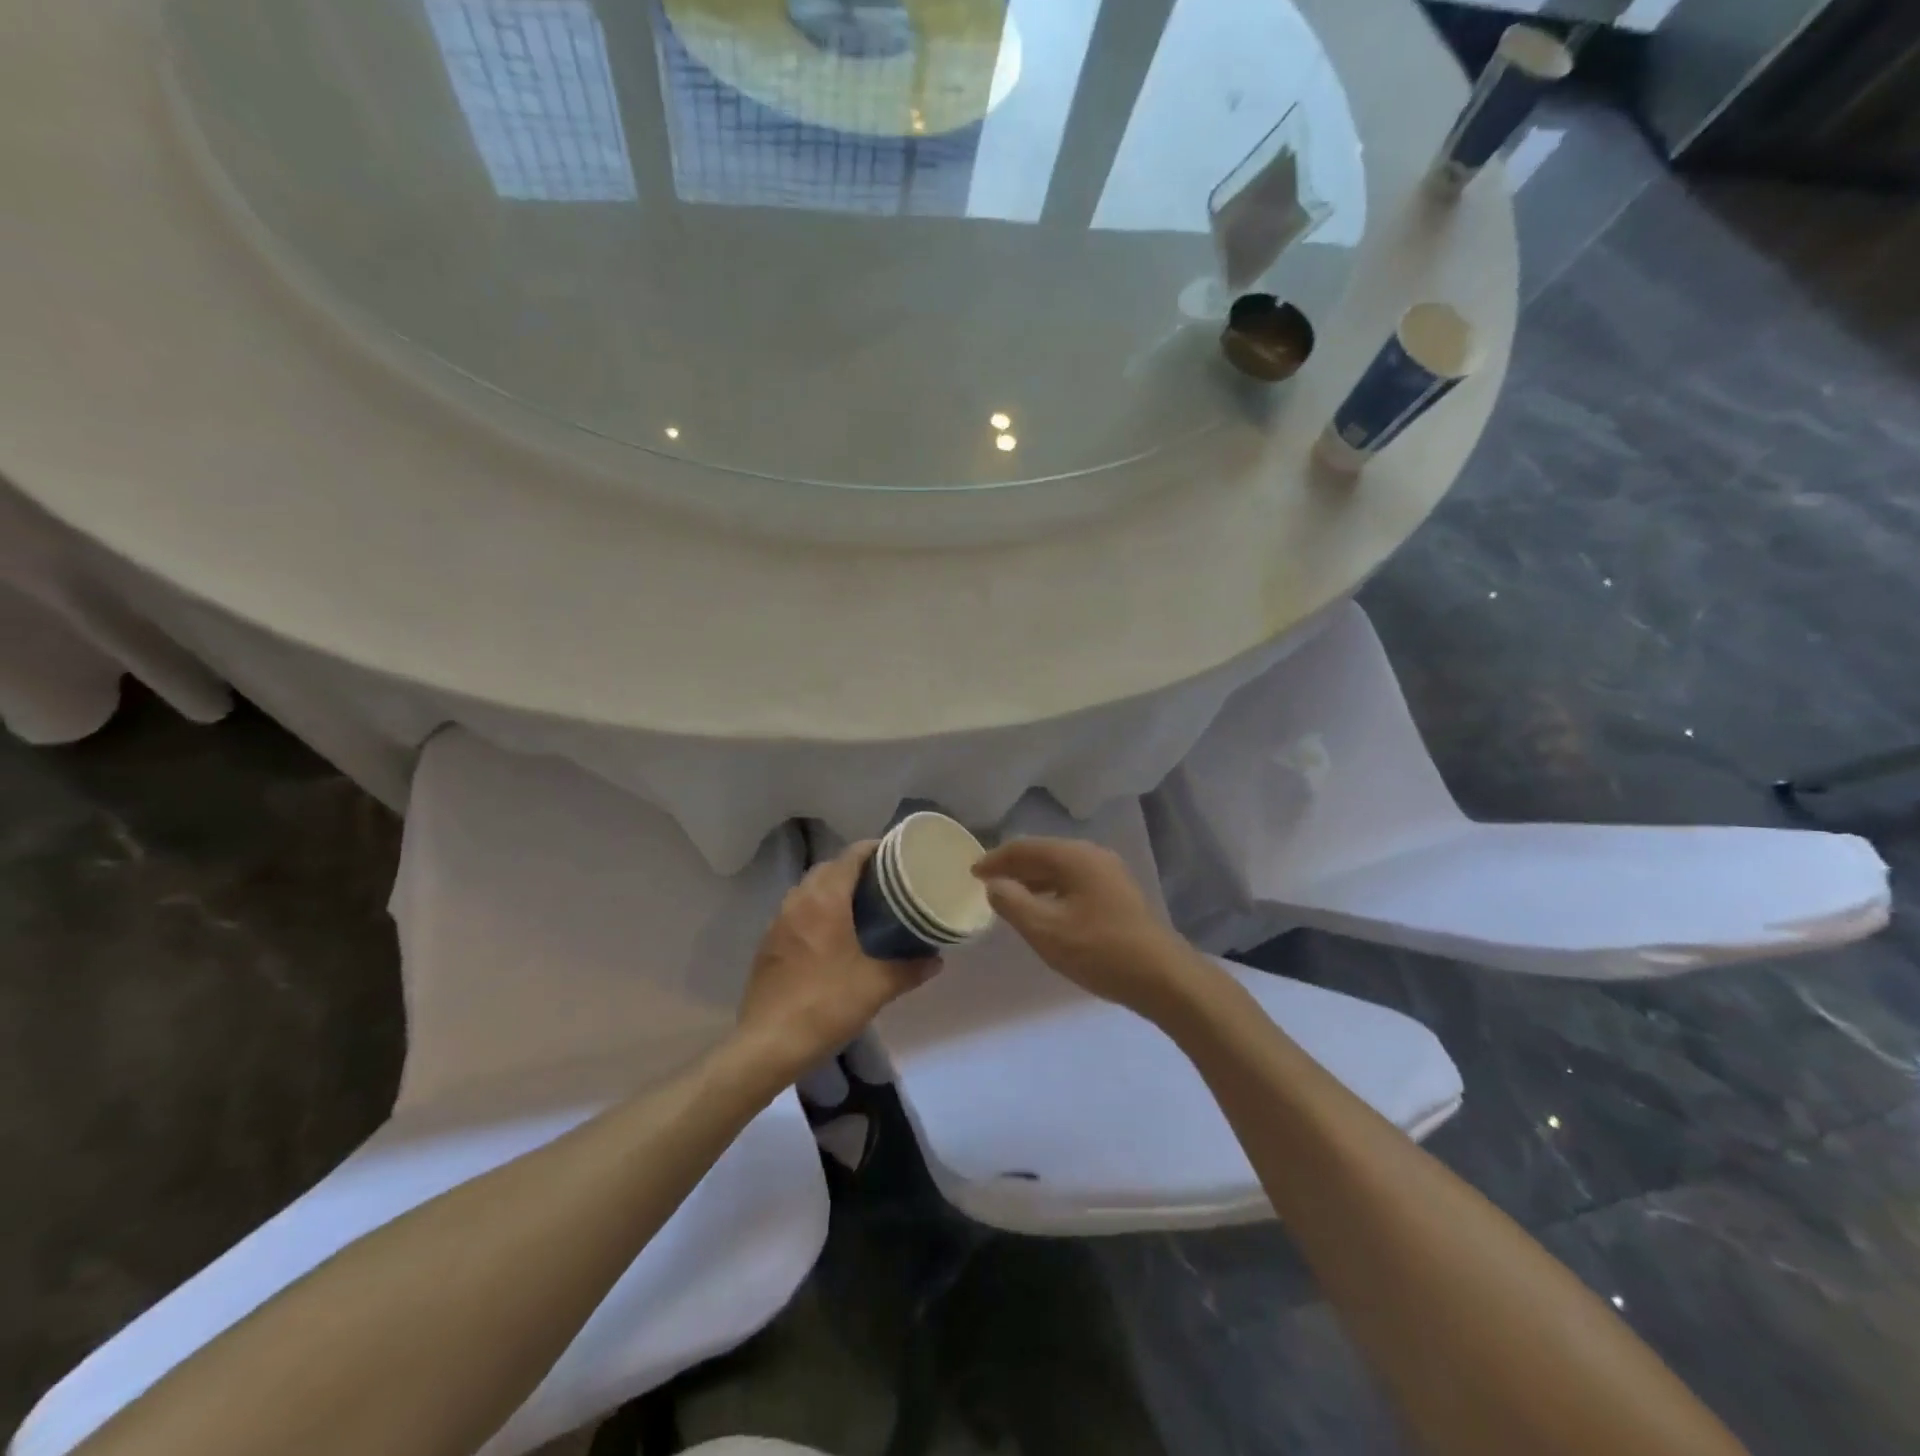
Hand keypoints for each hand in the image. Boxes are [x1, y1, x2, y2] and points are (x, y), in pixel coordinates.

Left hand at [736, 842, 938, 1078]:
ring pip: (808, 890)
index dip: (874, 849)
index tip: (896, 855)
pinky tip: (830, 936)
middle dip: (854, 868)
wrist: (769, 1044)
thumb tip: (937, 961)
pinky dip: (814, 911)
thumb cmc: (826, 1005)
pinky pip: (795, 912)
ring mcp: (778, 922)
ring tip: (859, 907)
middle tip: (883, 883)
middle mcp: (798, 901)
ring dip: (831, 889)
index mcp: (825, 900)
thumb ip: (909, 969)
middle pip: (828, 868)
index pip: (850, 856)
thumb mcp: (876, 987)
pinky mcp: (768, 944)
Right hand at [971, 837, 1197, 1019]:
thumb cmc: (1098, 950)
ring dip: (1033, 880)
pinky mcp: (1118, 894)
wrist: (1162, 977)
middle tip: (987, 884)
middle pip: (1043, 854)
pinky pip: (1074, 882)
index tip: (972, 873)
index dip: (995, 859)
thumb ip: (1012, 902)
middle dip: (1014, 867)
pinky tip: (1044, 911)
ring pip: (1060, 869)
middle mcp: (1093, 855)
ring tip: (1010, 898)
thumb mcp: (1045, 929)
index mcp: (1074, 856)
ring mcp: (1109, 873)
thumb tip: (995, 884)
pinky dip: (1052, 890)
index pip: (1024, 847)